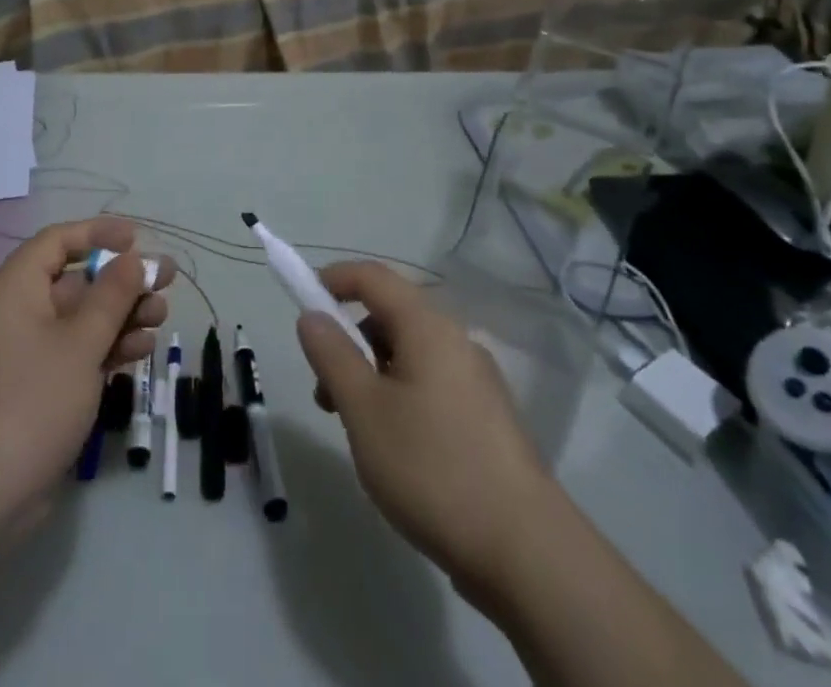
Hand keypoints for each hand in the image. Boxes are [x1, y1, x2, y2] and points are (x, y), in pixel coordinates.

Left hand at [0, 218, 171, 526]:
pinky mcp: (35, 388)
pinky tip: (140, 351)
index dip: (98, 234)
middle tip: (166, 282)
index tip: (138, 238)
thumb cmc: (30, 401)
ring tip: (161, 319)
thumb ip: (111, 296)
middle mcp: (17, 312)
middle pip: (75, 281)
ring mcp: (26, 353)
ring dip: (121, 316)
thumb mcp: (80, 342)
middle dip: (121, 281)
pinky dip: (106, 348)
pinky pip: (75, 352)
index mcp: (15, 288)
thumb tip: (132, 259)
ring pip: (80, 319)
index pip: (57, 241)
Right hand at [297, 262, 544, 603]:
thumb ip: (332, 355)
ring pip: (410, 354)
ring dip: (372, 374)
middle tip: (324, 391)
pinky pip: (431, 384)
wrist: (527, 554)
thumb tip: (312, 316)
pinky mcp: (488, 419)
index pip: (373, 276)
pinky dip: (400, 396)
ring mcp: (477, 380)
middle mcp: (456, 341)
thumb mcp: (364, 410)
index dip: (334, 279)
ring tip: (356, 430)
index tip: (303, 303)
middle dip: (349, 340)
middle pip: (391, 315)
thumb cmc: (433, 468)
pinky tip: (396, 450)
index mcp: (428, 326)